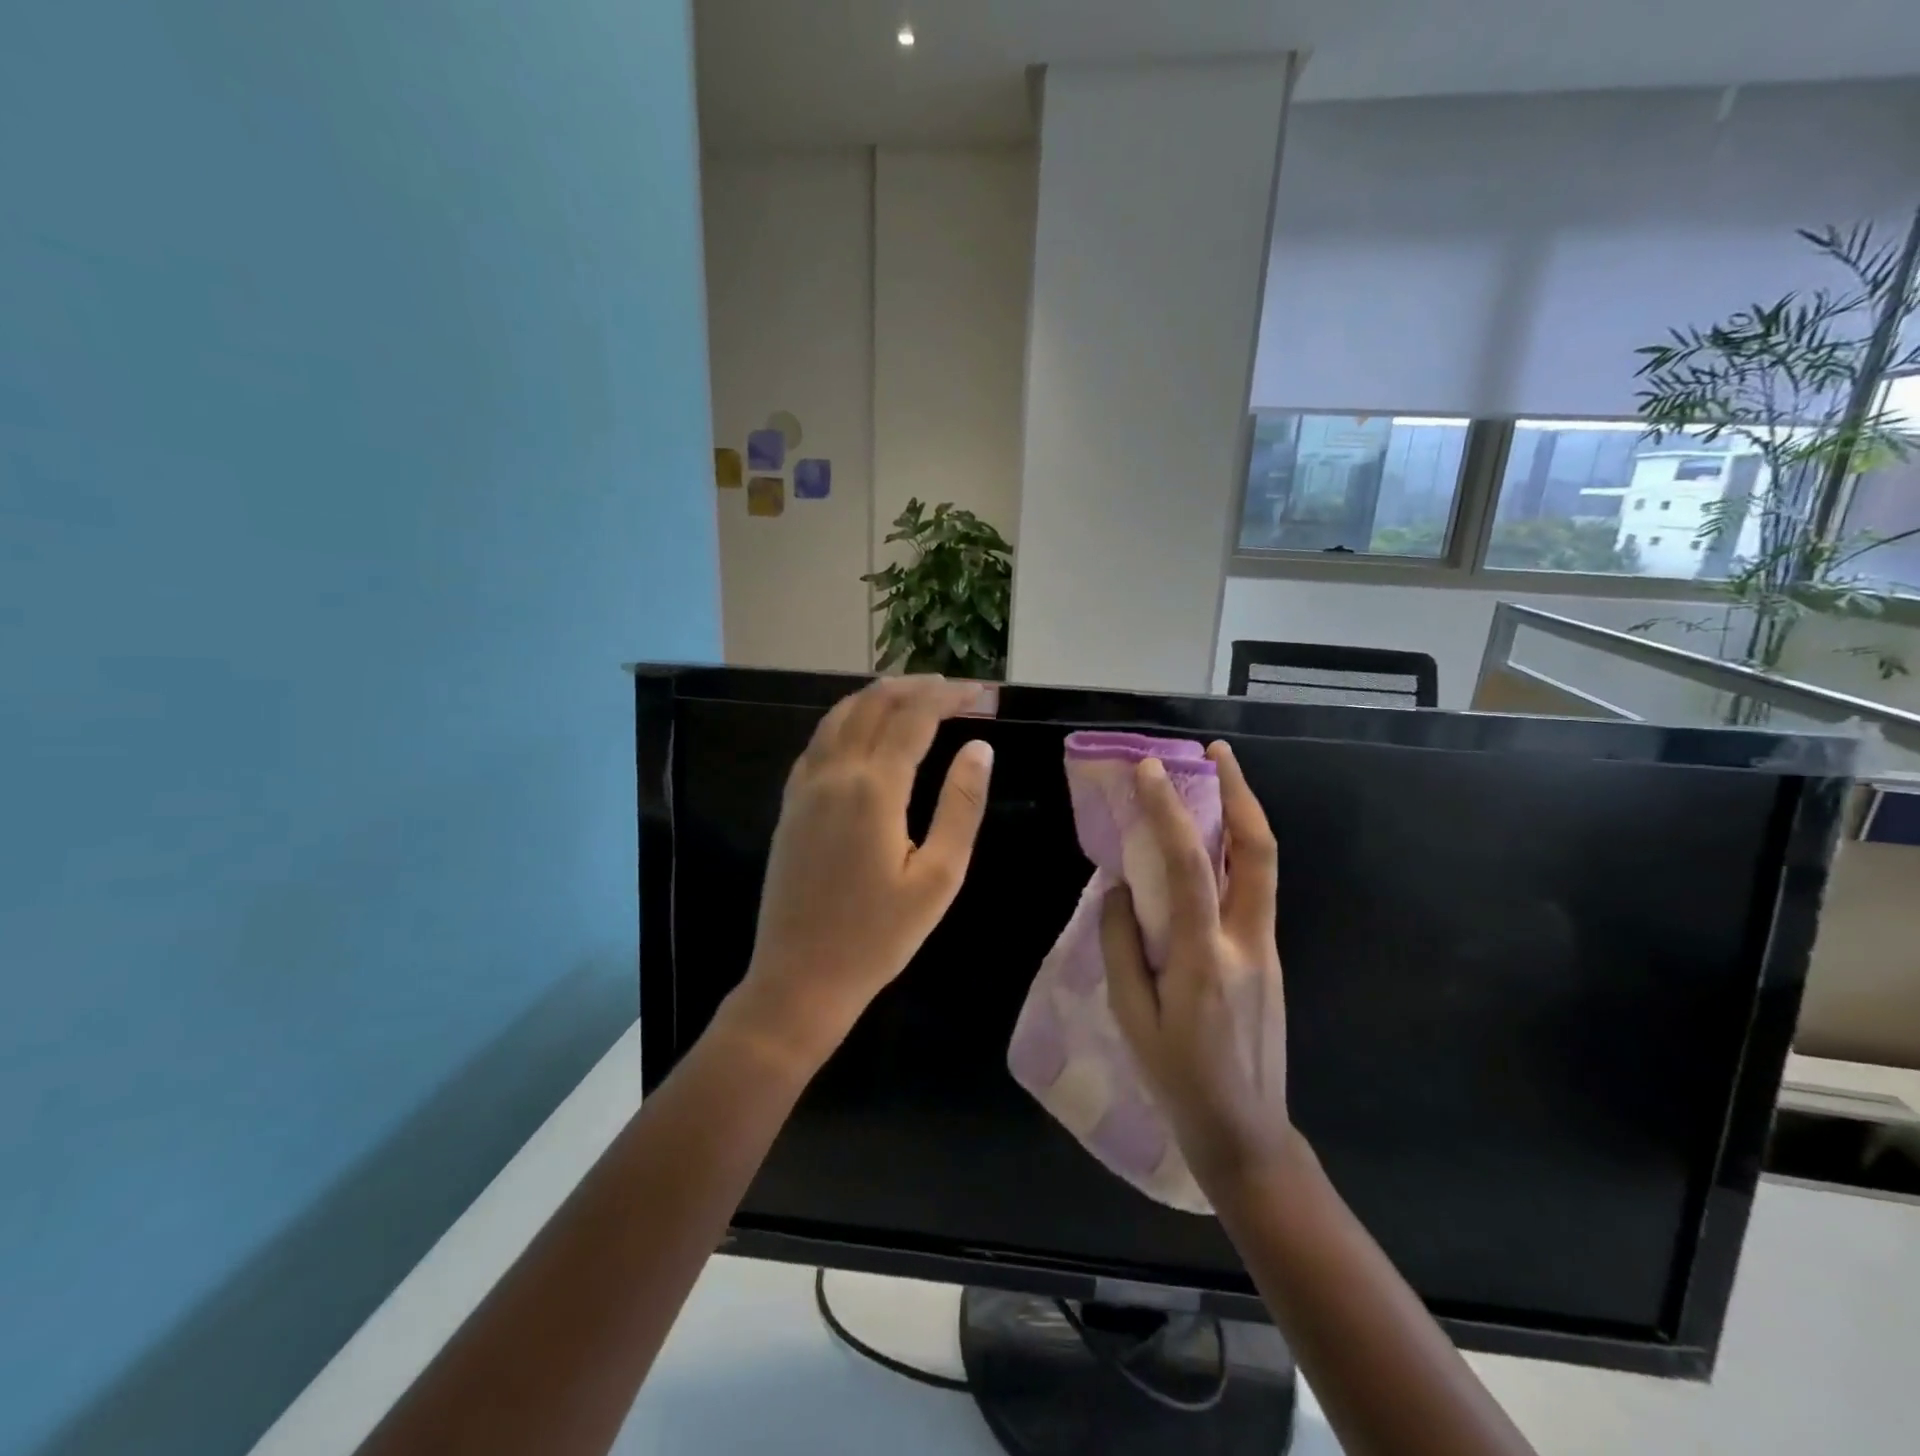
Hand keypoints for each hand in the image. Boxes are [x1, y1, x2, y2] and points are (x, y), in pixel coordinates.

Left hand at [725, 675, 994, 1070]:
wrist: (801, 977)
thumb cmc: (879, 936)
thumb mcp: (939, 877)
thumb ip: (961, 806)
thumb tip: (979, 748)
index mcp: (874, 788)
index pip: (914, 717)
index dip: (948, 696)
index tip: (980, 692)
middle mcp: (834, 773)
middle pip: (873, 704)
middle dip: (915, 687)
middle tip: (952, 689)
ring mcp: (805, 787)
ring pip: (839, 716)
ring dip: (877, 696)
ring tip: (913, 695)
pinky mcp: (790, 804)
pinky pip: (818, 741)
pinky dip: (846, 719)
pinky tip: (863, 730)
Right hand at [1101, 742, 1293, 1196]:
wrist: (1248, 1134)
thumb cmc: (1179, 1081)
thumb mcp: (1132, 1018)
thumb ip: (1122, 946)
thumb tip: (1120, 890)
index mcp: (1205, 958)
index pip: (1188, 867)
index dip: (1168, 812)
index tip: (1148, 770)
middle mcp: (1247, 941)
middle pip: (1258, 851)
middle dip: (1240, 793)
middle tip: (1216, 753)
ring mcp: (1266, 948)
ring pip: (1263, 866)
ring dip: (1243, 815)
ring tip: (1217, 780)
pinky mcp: (1269, 957)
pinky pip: (1254, 890)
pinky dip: (1235, 852)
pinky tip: (1208, 847)